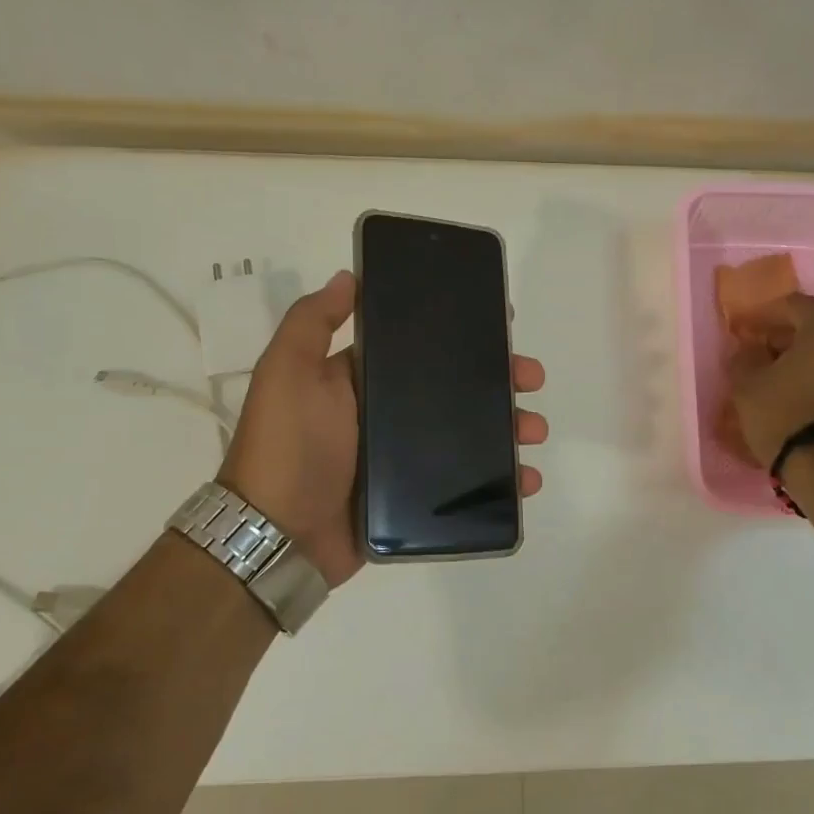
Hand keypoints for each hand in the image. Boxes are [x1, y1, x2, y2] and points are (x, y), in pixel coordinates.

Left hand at [217, 270, 548, 586]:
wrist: (279, 536)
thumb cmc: (289, 445)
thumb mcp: (289, 371)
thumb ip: (313, 322)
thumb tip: (349, 277)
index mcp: (363, 380)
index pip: (423, 347)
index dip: (463, 334)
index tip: (502, 325)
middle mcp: (387, 414)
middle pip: (456, 390)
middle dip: (499, 380)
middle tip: (531, 378)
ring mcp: (403, 459)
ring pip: (470, 435)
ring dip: (509, 427)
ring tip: (534, 430)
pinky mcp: (415, 499)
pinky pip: (467, 485)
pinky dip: (501, 482)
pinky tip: (527, 478)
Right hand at [726, 294, 813, 467]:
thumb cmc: (785, 413)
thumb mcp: (748, 383)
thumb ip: (746, 357)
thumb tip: (750, 349)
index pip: (791, 305)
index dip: (763, 317)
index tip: (744, 331)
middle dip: (791, 336)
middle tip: (765, 352)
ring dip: (812, 358)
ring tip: (785, 377)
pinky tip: (807, 396)